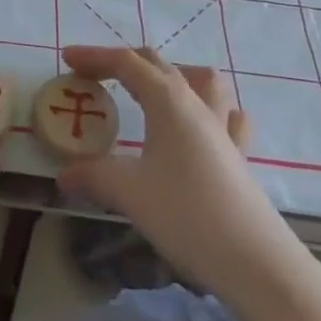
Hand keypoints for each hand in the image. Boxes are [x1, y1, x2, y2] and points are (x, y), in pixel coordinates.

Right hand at [58, 45, 290, 295]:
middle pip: (160, 65)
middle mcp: (197, 105)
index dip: (95, 56)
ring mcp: (223, 130)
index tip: (67, 59)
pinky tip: (199, 128)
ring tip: (151, 93)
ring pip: (202, 81)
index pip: (127, 63)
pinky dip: (208, 111)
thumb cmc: (187, 214)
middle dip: (124, 63)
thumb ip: (93, 176)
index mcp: (168, 101)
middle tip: (96, 78)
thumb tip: (64, 174)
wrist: (256, 263)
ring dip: (173, 76)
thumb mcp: (129, 192)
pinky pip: (227, 117)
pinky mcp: (239, 157)